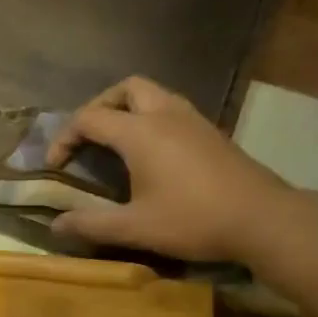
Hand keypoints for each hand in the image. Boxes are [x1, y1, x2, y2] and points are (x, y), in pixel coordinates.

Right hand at [45, 77, 289, 260]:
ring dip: (128, 109)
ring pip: (153, 94)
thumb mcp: (135, 227)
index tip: (54, 165)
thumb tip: (55, 226)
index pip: (89, 119)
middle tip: (88, 137)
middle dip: (99, 106)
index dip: (64, 138)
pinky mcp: (211, 132)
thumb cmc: (193, 220)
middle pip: (125, 89)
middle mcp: (165, 114)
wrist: (262, 218)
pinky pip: (172, 109)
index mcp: (140, 132)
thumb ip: (91, 224)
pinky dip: (151, 119)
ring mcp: (192, 120)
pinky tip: (152, 153)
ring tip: (116, 142)